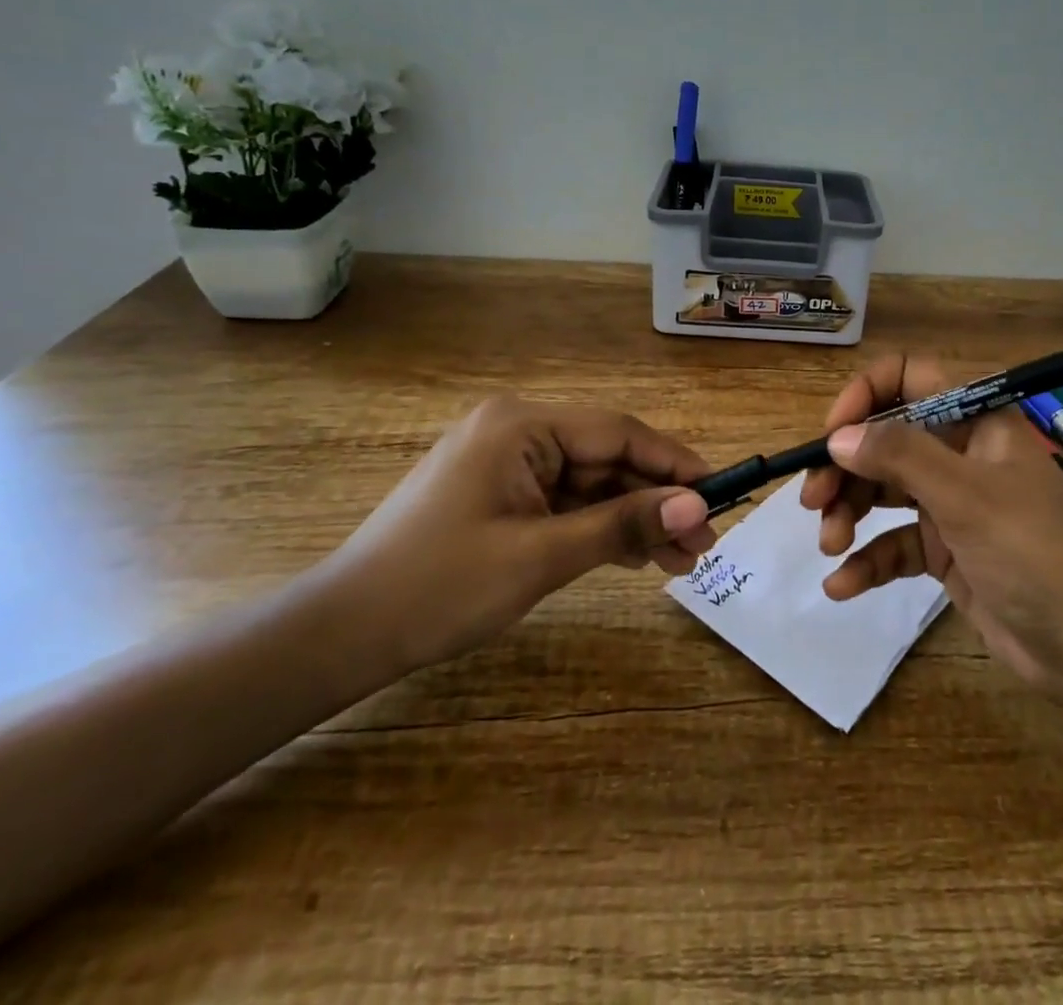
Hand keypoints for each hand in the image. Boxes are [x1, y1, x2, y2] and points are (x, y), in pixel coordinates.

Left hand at [320, 396, 714, 674]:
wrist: (341, 635)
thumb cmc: (439, 587)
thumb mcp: (541, 556)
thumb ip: (622, 524)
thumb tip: (697, 507)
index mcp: (521, 425)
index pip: (618, 433)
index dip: (674, 463)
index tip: (721, 493)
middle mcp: (518, 431)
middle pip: (608, 459)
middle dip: (656, 501)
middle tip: (704, 543)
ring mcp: (509, 463)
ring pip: (591, 484)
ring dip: (633, 519)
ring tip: (682, 561)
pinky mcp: (502, 494)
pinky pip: (566, 503)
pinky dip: (599, 528)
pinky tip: (637, 555)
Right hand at [799, 355, 1062, 703]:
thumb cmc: (1035, 552)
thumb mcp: (966, 496)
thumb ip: (900, 456)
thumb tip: (837, 437)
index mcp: (975, 420)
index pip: (909, 377)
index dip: (865, 396)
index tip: (833, 435)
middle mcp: (960, 452)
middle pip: (885, 439)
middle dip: (846, 467)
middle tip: (814, 501)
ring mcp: (952, 503)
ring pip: (884, 491)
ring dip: (849, 513)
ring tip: (829, 545)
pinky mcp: (947, 552)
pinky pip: (896, 544)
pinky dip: (868, 561)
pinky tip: (842, 586)